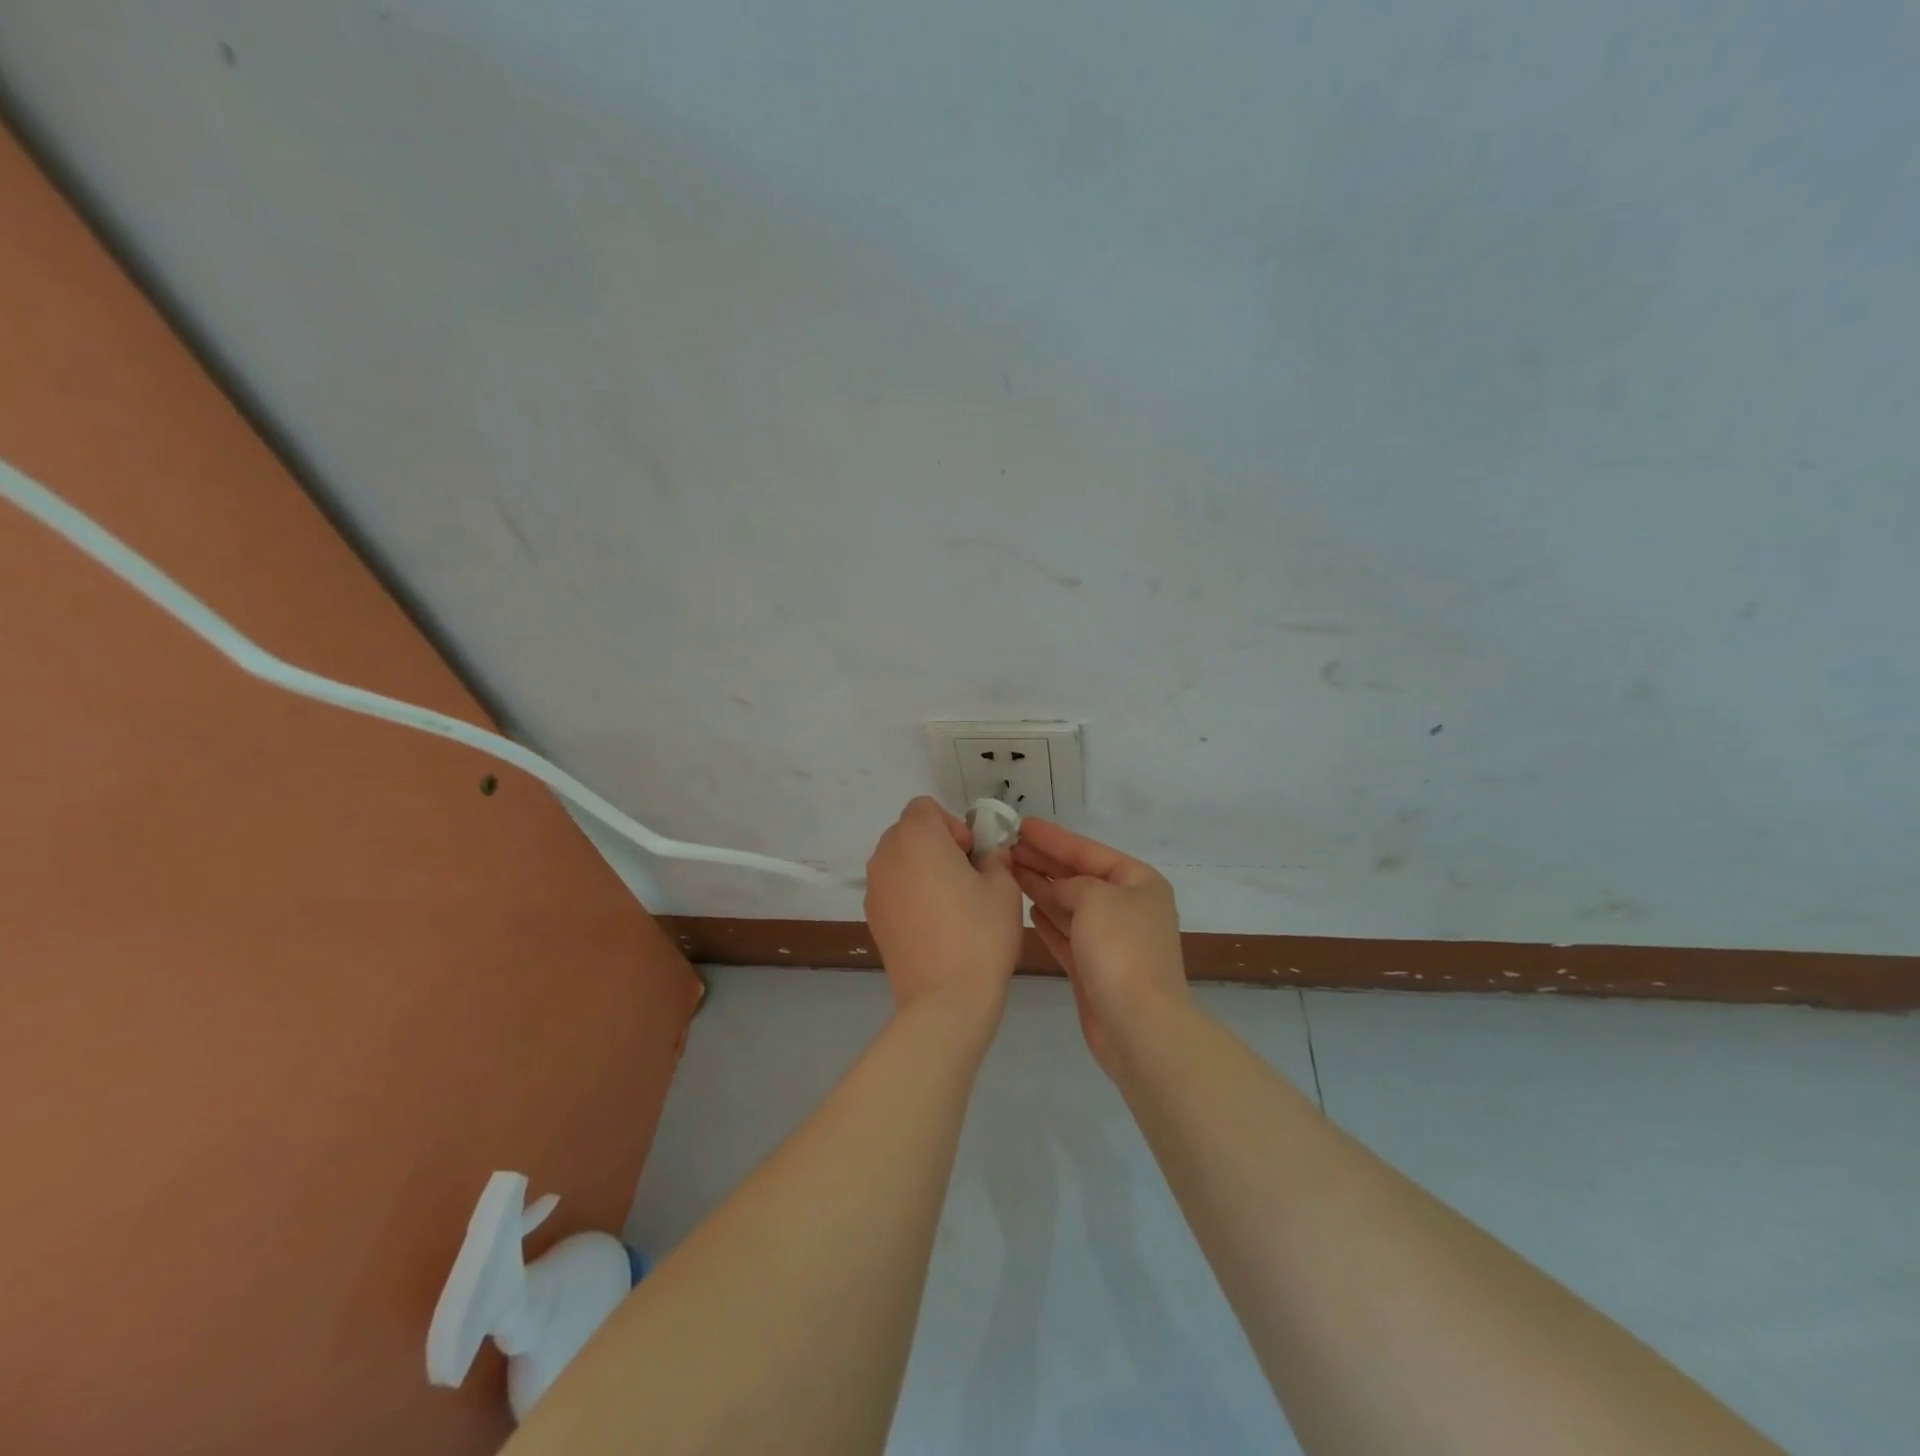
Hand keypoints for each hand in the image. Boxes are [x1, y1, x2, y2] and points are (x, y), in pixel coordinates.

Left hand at [865, 798, 1022, 1026]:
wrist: (944, 1000)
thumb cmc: (979, 934)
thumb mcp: (1003, 888)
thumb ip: (995, 859)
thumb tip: (987, 855)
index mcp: (916, 838)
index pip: (925, 808)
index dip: (952, 825)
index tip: (971, 856)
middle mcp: (886, 856)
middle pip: (909, 832)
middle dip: (937, 845)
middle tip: (966, 877)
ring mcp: (874, 889)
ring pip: (899, 861)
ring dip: (922, 869)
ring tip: (950, 904)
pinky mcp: (872, 918)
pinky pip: (892, 889)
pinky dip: (910, 894)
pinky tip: (934, 925)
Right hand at [1012, 819, 1189, 1075]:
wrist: (1138, 1025)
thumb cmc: (1120, 949)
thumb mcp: (1095, 898)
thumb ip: (1071, 883)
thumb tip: (1059, 888)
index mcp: (1139, 883)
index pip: (1089, 851)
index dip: (1054, 838)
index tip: (1021, 826)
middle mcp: (1128, 908)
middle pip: (1079, 877)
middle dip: (1044, 862)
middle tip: (1006, 848)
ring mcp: (1112, 941)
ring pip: (1071, 905)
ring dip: (1042, 889)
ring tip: (1009, 872)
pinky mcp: (1095, 969)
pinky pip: (1068, 935)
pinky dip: (1049, 921)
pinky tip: (1028, 909)